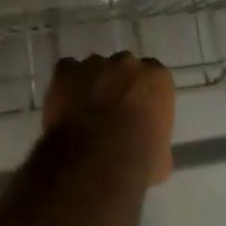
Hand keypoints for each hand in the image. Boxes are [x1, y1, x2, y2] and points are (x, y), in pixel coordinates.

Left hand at [42, 54, 175, 185]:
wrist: (97, 162)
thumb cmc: (138, 160)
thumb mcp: (161, 155)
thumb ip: (154, 137)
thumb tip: (147, 145)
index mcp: (156, 79)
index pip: (153, 78)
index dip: (143, 95)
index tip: (138, 113)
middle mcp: (127, 63)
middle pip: (123, 68)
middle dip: (117, 85)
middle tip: (110, 113)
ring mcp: (95, 65)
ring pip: (94, 68)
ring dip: (91, 85)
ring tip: (83, 112)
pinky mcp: (65, 72)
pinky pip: (66, 71)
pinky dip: (65, 85)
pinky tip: (64, 105)